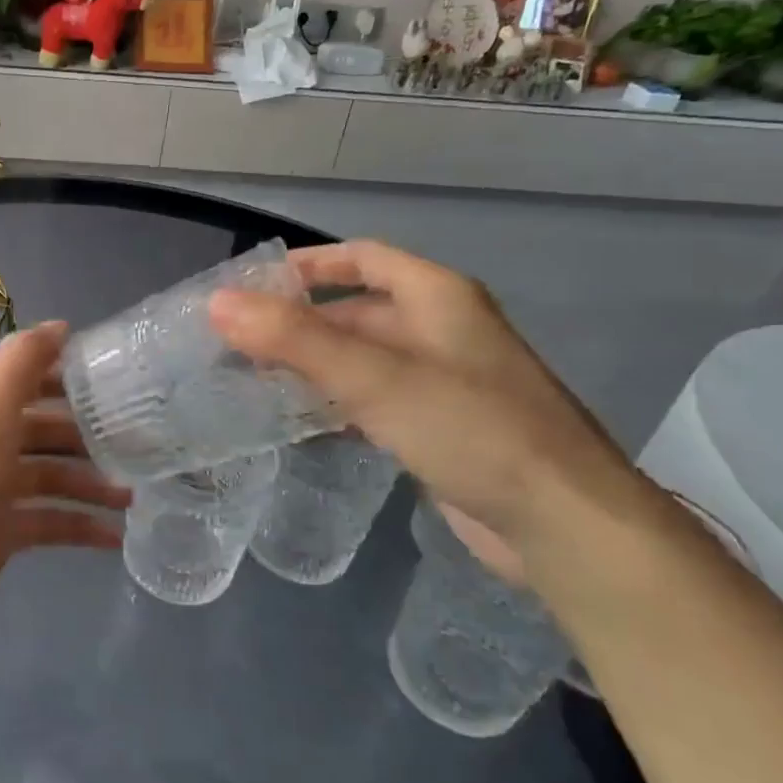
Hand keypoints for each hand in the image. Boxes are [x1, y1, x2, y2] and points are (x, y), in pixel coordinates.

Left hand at [0, 321, 129, 656]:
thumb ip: (19, 366)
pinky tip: (113, 537)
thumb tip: (60, 326)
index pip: (28, 379)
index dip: (66, 374)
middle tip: (135, 443)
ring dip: (90, 484)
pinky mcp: (1, 534)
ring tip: (130, 498)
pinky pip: (49, 521)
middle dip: (86, 435)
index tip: (114, 379)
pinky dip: (79, 526)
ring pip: (51, 477)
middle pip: (44, 430)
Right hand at [209, 240, 663, 553]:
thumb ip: (295, 339)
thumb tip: (218, 304)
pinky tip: (300, 422)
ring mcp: (442, 380)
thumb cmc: (472, 429)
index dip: (308, 264)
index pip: (362, 257)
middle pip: (356, 310)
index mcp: (436, 297)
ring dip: (312, 364)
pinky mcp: (439, 427)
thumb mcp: (376, 377)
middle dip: (298, 322)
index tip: (253, 286)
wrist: (563, 524)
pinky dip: (336, 401)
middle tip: (238, 341)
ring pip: (363, 358)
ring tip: (252, 379)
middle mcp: (440, 329)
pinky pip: (375, 399)